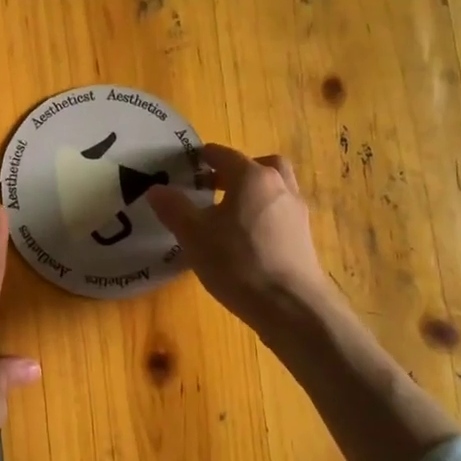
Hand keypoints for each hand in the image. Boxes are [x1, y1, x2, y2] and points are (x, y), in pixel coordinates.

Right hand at [147, 144, 330, 329]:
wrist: (291, 305)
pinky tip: (247, 238)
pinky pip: (280, 212)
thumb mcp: (194, 235)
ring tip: (230, 212)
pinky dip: (263, 214)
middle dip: (235, 171)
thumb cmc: (238, 262)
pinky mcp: (304, 237)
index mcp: (252, 177)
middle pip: (258, 166)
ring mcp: (296, 211)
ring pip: (273, 188)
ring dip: (253, 192)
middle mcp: (279, 186)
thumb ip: (174, 208)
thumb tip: (156, 189)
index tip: (189, 163)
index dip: (204, 156)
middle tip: (214, 185)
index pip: (224, 155)